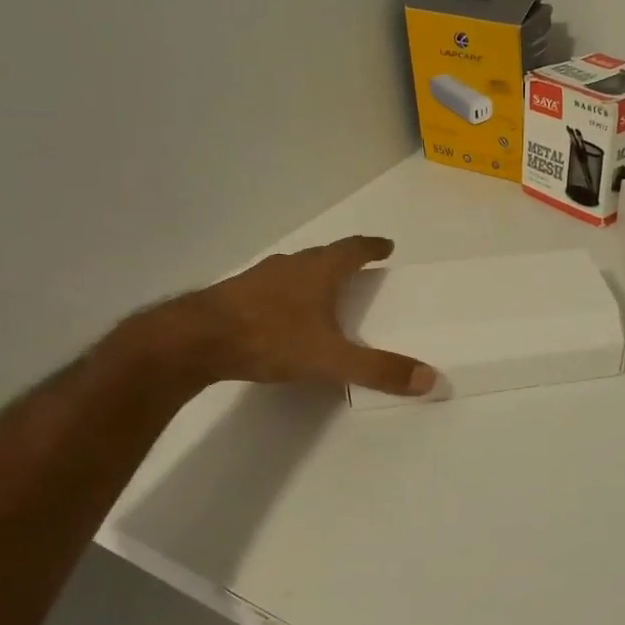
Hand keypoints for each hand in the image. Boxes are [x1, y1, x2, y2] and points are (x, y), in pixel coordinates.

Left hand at [122, 236, 434, 398]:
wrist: (194, 340)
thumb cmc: (270, 339)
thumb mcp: (330, 359)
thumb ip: (378, 369)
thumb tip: (430, 379)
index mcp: (318, 272)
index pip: (353, 249)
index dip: (372, 247)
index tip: (387, 245)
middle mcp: (290, 266)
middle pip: (323, 255)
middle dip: (343, 260)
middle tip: (358, 268)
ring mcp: (258, 278)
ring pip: (293, 269)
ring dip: (311, 275)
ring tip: (321, 290)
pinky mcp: (233, 295)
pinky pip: (269, 287)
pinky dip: (284, 294)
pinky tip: (280, 313)